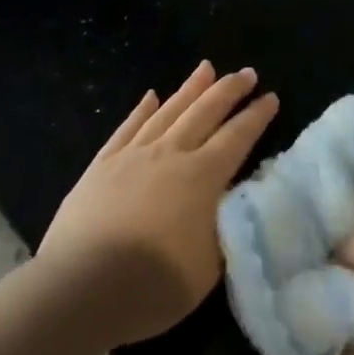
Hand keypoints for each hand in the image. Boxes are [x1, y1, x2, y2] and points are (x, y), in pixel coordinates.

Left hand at [39, 61, 277, 348]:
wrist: (82, 286)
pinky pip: (128, 127)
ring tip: (206, 68)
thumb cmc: (153, 285)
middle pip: (205, 111)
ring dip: (190, 88)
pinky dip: (142, 109)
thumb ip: (223, 228)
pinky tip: (151, 96)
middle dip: (229, 90)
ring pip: (169, 110)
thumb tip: (231, 204)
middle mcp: (171, 153)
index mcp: (202, 177)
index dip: (256, 116)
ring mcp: (134, 154)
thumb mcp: (208, 268)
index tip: (271, 97)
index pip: (237, 137)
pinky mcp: (102, 164)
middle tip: (247, 73)